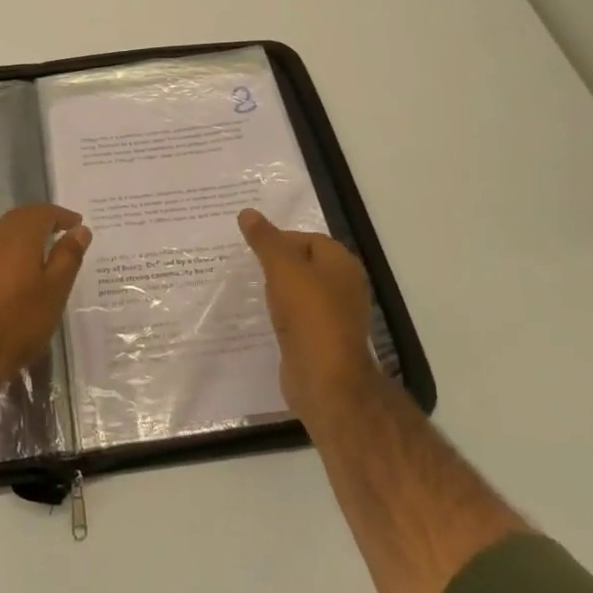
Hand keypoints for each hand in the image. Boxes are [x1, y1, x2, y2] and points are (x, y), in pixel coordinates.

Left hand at [0, 204, 91, 390]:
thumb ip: (68, 256)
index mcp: (18, 235)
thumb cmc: (16, 322)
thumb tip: (80, 229)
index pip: (43, 212)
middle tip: (61, 234)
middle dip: (41, 222)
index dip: (62, 216)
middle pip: (20, 219)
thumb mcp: (54, 291)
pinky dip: (7, 255)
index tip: (77, 225)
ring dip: (22, 238)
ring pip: (2, 235)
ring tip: (40, 256)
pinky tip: (13, 277)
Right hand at [238, 208, 378, 423]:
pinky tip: (265, 317)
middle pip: (306, 264)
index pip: (309, 239)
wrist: (325, 380)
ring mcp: (336, 316)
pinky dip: (283, 314)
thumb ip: (265, 240)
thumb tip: (247, 212)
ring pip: (302, 292)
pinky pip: (300, 318)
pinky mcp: (324, 341)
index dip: (281, 239)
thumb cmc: (308, 314)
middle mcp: (345, 287)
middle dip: (278, 263)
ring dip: (279, 290)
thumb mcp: (282, 268)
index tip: (253, 247)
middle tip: (248, 265)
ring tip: (252, 289)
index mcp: (342, 264)